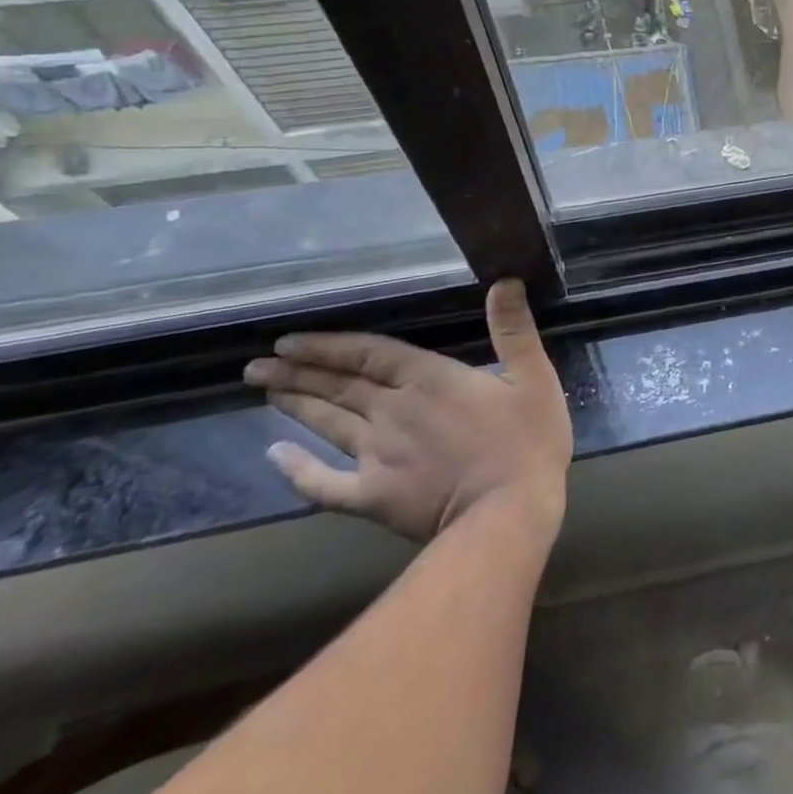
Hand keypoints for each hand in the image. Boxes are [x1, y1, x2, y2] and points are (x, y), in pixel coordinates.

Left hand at [244, 279, 573, 542]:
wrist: (506, 514)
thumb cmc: (527, 441)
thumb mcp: (534, 376)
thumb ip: (514, 329)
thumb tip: (504, 280)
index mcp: (428, 379)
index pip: (368, 354)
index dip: (328, 346)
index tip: (288, 342)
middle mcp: (391, 411)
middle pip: (339, 386)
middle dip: (298, 372)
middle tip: (258, 365)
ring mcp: (376, 456)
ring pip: (327, 424)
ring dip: (296, 405)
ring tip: (265, 390)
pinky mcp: (371, 496)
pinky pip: (323, 484)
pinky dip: (296, 470)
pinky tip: (274, 456)